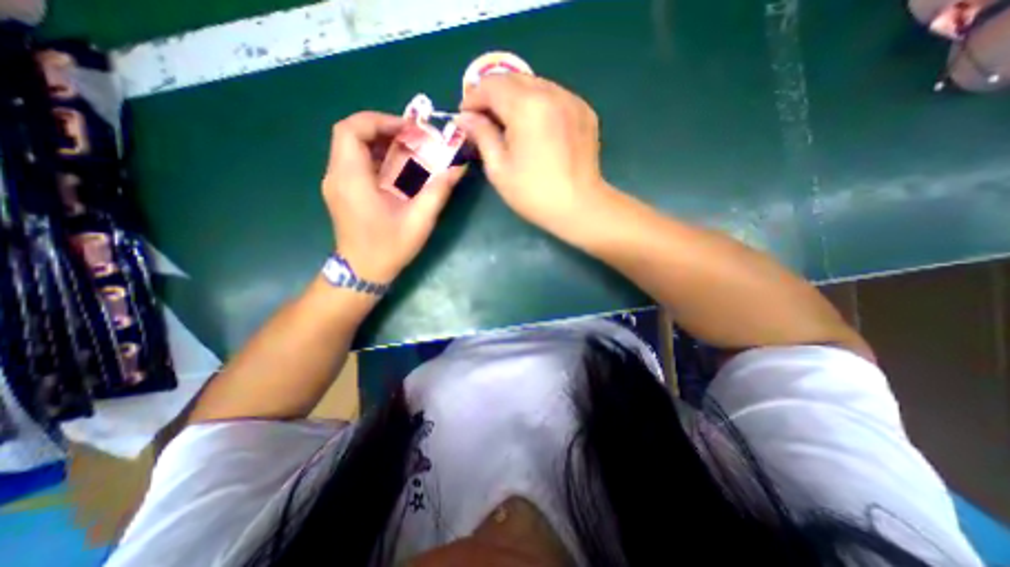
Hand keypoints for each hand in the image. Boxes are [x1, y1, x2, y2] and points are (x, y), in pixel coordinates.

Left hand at [322, 111, 467, 283]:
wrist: (363, 272)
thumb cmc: (389, 248)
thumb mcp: (419, 221)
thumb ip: (438, 191)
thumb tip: (458, 167)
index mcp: (352, 179)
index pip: (350, 130)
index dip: (379, 120)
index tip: (408, 130)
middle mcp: (337, 176)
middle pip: (350, 134)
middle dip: (383, 129)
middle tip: (412, 139)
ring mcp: (336, 184)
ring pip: (352, 147)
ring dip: (380, 143)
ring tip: (408, 151)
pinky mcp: (341, 191)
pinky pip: (354, 162)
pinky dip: (376, 158)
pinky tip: (397, 170)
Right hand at [459, 72, 614, 229]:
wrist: (580, 207)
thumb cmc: (534, 193)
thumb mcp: (500, 169)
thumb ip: (482, 136)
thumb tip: (465, 118)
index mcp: (527, 106)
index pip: (491, 85)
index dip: (472, 98)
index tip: (465, 117)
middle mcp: (551, 93)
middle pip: (513, 78)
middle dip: (493, 95)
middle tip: (484, 119)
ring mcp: (572, 100)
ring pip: (535, 84)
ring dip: (516, 97)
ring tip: (509, 122)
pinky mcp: (585, 111)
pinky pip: (555, 96)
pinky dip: (538, 104)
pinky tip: (535, 126)